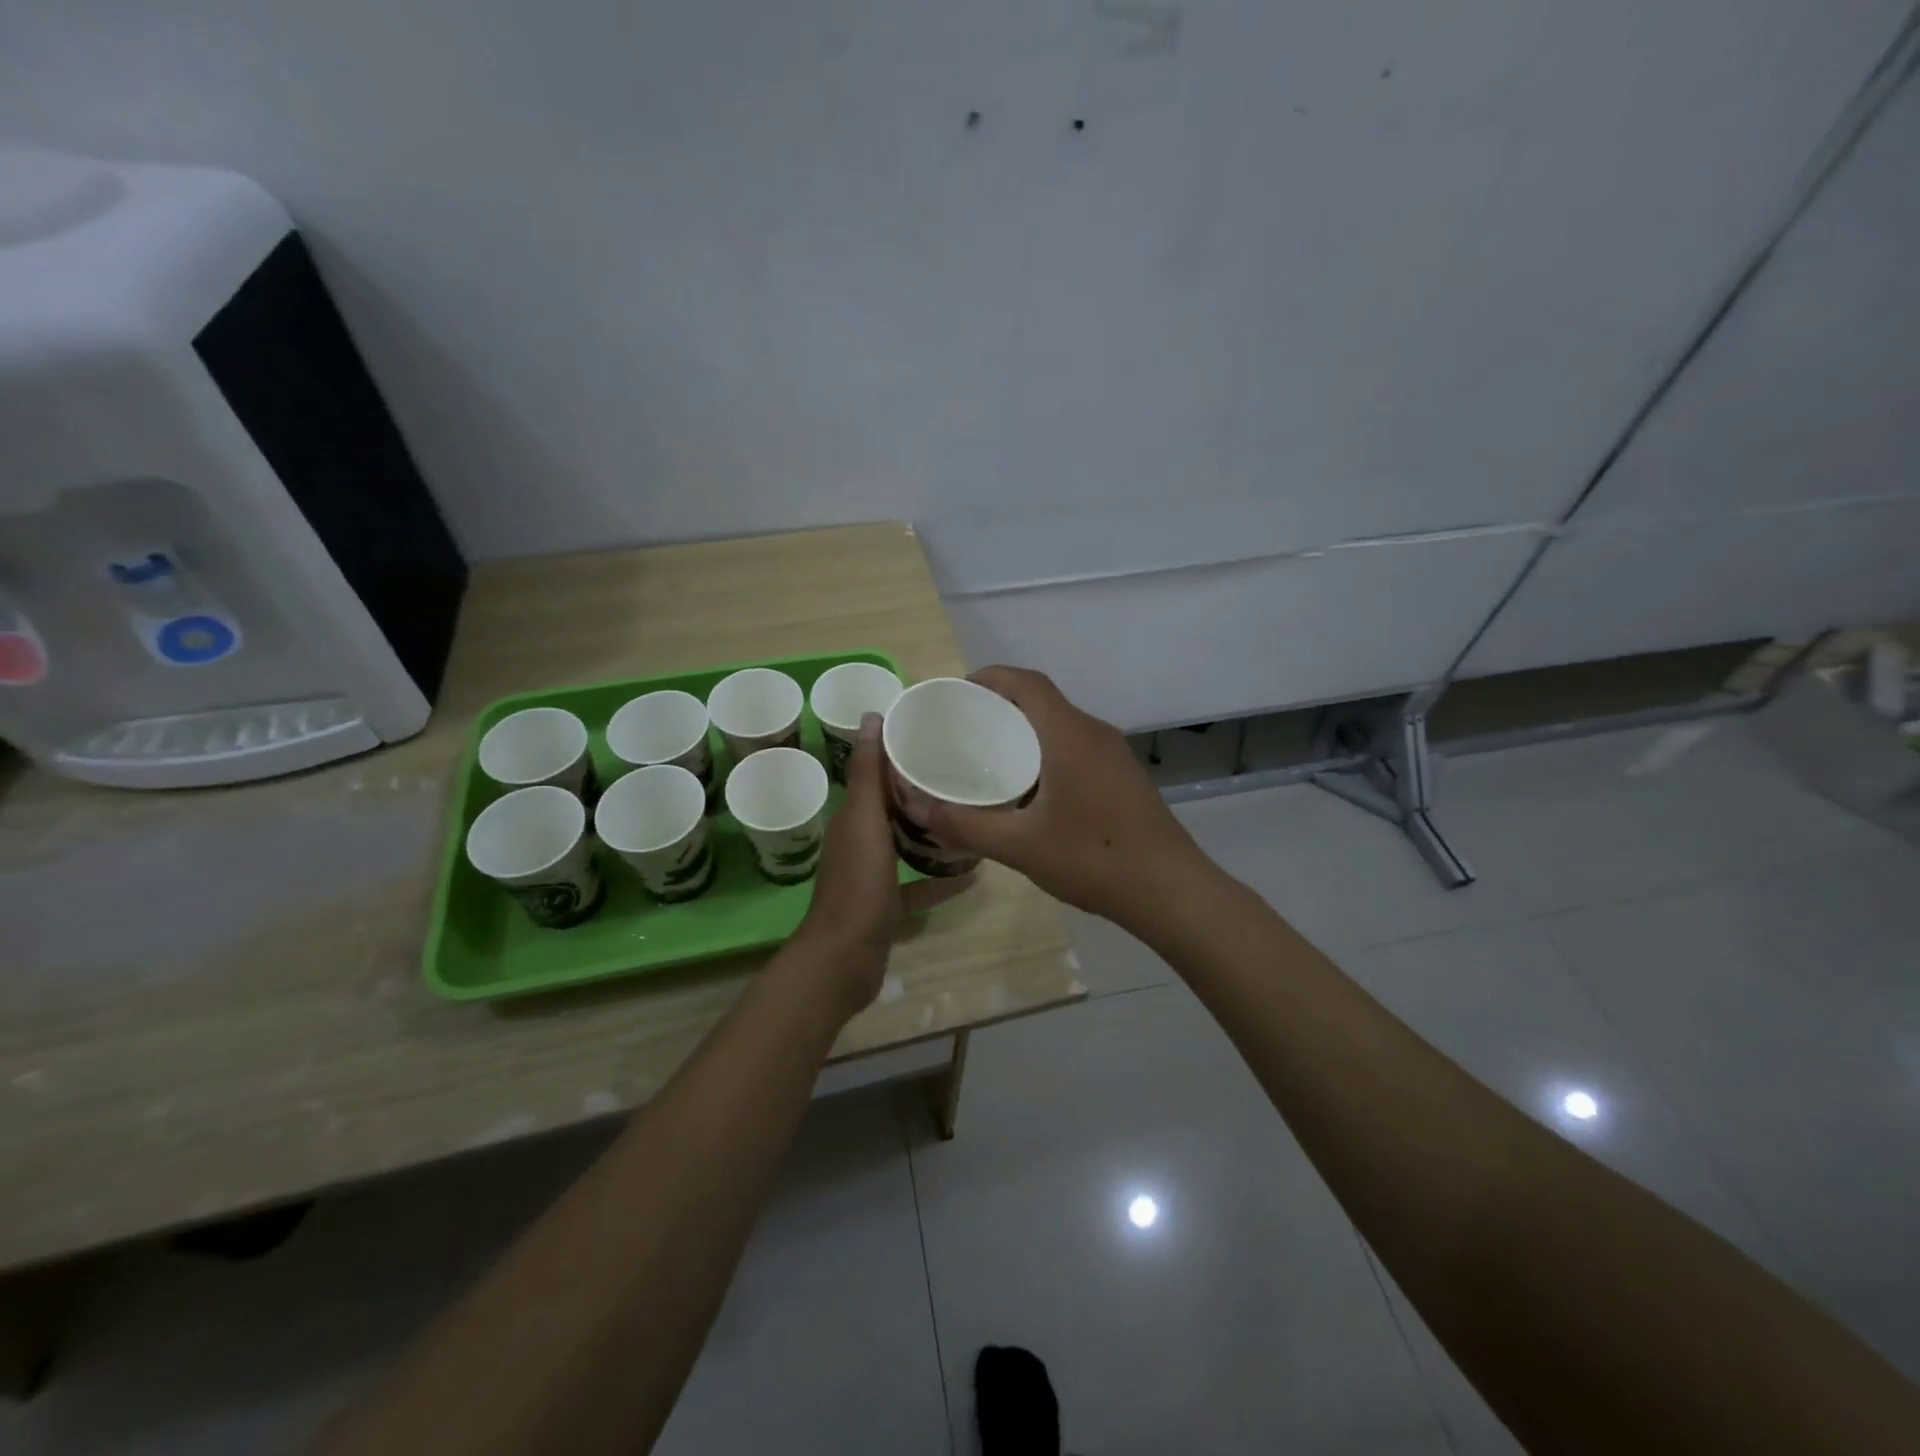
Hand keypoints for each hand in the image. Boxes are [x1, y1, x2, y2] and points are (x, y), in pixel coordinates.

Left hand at [797, 713, 973, 1014]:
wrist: (845, 956)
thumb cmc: (857, 882)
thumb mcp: (864, 819)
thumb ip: (869, 772)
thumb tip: (871, 715)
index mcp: (854, 816)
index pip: (877, 774)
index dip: (901, 752)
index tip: (937, 735)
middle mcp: (861, 840)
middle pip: (894, 807)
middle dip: (922, 789)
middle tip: (965, 772)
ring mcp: (874, 875)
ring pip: (905, 843)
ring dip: (932, 831)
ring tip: (971, 815)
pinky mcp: (888, 904)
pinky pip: (918, 886)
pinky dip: (940, 881)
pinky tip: (973, 875)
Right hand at [922, 667, 1209, 932]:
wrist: (1171, 891)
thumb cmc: (1094, 859)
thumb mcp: (1020, 846)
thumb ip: (965, 825)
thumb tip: (917, 807)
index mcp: (1070, 735)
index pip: (1027, 682)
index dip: (990, 677)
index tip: (957, 693)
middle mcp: (1094, 733)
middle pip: (1042, 700)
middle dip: (1001, 705)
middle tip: (962, 730)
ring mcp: (1114, 754)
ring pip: (1061, 725)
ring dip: (1025, 730)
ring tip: (988, 756)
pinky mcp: (1123, 776)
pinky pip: (1076, 746)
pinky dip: (1045, 750)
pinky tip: (1028, 788)